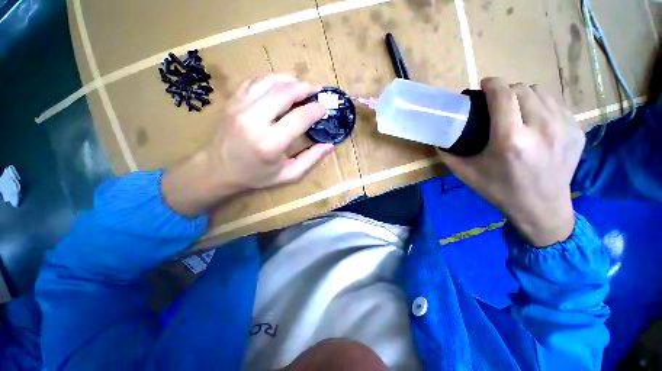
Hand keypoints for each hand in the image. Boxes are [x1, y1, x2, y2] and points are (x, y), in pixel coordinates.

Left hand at [162, 75, 334, 215]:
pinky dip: (272, 80)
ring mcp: (240, 107)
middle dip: (305, 88)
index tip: (324, 108)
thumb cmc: (256, 176)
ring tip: (302, 87)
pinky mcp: (232, 102)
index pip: (299, 117)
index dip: (316, 109)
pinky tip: (281, 86)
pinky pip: (255, 81)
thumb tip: (330, 145)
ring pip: (270, 81)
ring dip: (290, 81)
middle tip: (317, 91)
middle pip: (285, 92)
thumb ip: (311, 160)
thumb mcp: (288, 175)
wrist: (218, 170)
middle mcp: (254, 121)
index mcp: (270, 143)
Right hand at [439, 78, 584, 246]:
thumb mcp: (465, 173)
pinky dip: (542, 106)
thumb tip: (439, 136)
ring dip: (524, 96)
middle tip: (497, 103)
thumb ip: (449, 153)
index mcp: (510, 140)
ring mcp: (564, 128)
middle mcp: (541, 129)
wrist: (541, 207)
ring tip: (516, 110)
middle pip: (522, 90)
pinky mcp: (577, 130)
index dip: (492, 84)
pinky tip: (535, 121)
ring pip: (541, 92)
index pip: (504, 96)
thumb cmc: (498, 190)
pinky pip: (556, 104)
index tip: (484, 84)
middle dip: (506, 91)